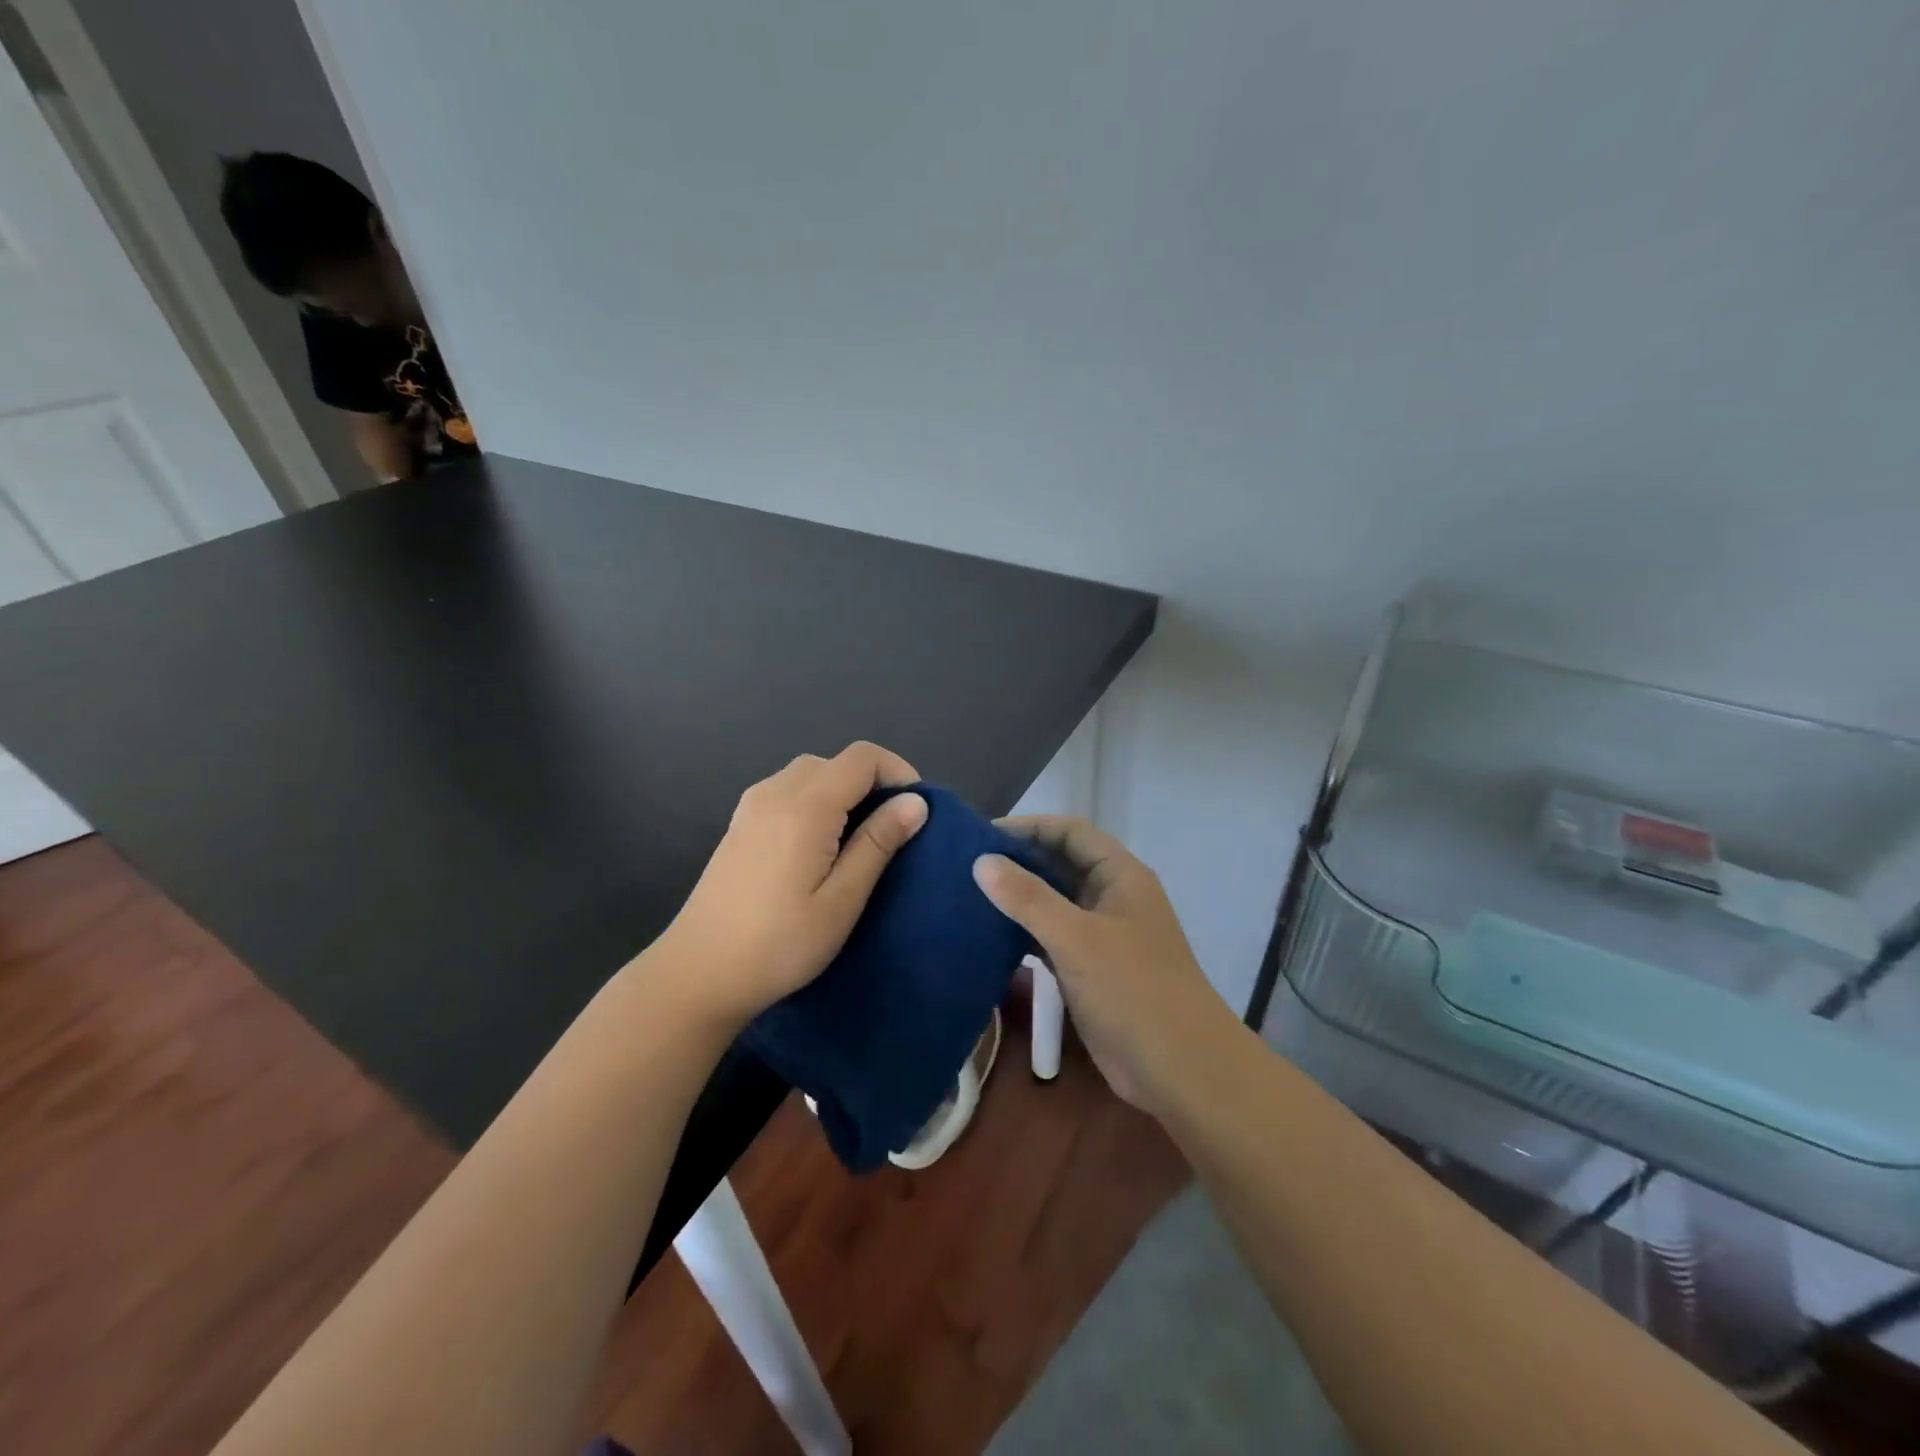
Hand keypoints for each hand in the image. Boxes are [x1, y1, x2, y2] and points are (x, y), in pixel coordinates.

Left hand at [658, 742, 927, 1025]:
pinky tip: (817, 846)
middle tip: (890, 832)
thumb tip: (915, 802)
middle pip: (836, 762)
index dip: (898, 772)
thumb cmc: (779, 944)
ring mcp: (751, 806)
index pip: (862, 758)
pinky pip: (787, 791)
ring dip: (843, 792)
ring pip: (810, 774)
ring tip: (857, 841)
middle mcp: (775, 792)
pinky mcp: (740, 824)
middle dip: (872, 784)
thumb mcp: (841, 900)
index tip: (914, 812)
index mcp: (805, 806)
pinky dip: (815, 801)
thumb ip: (878, 843)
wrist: (698, 974)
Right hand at [972, 817, 1234, 1114]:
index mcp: (1120, 876)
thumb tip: (982, 861)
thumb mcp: (1078, 939)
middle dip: (1018, 862)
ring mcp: (1101, 935)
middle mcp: (1111, 897)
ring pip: (1053, 903)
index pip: (1070, 832)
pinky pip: (1050, 938)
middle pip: (1060, 864)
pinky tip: (987, 937)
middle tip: (965, 867)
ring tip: (968, 897)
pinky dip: (1023, 934)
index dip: (1029, 827)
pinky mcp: (1090, 969)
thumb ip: (1029, 898)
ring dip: (1017, 899)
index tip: (981, 836)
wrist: (1180, 1071)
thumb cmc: (1134, 991)